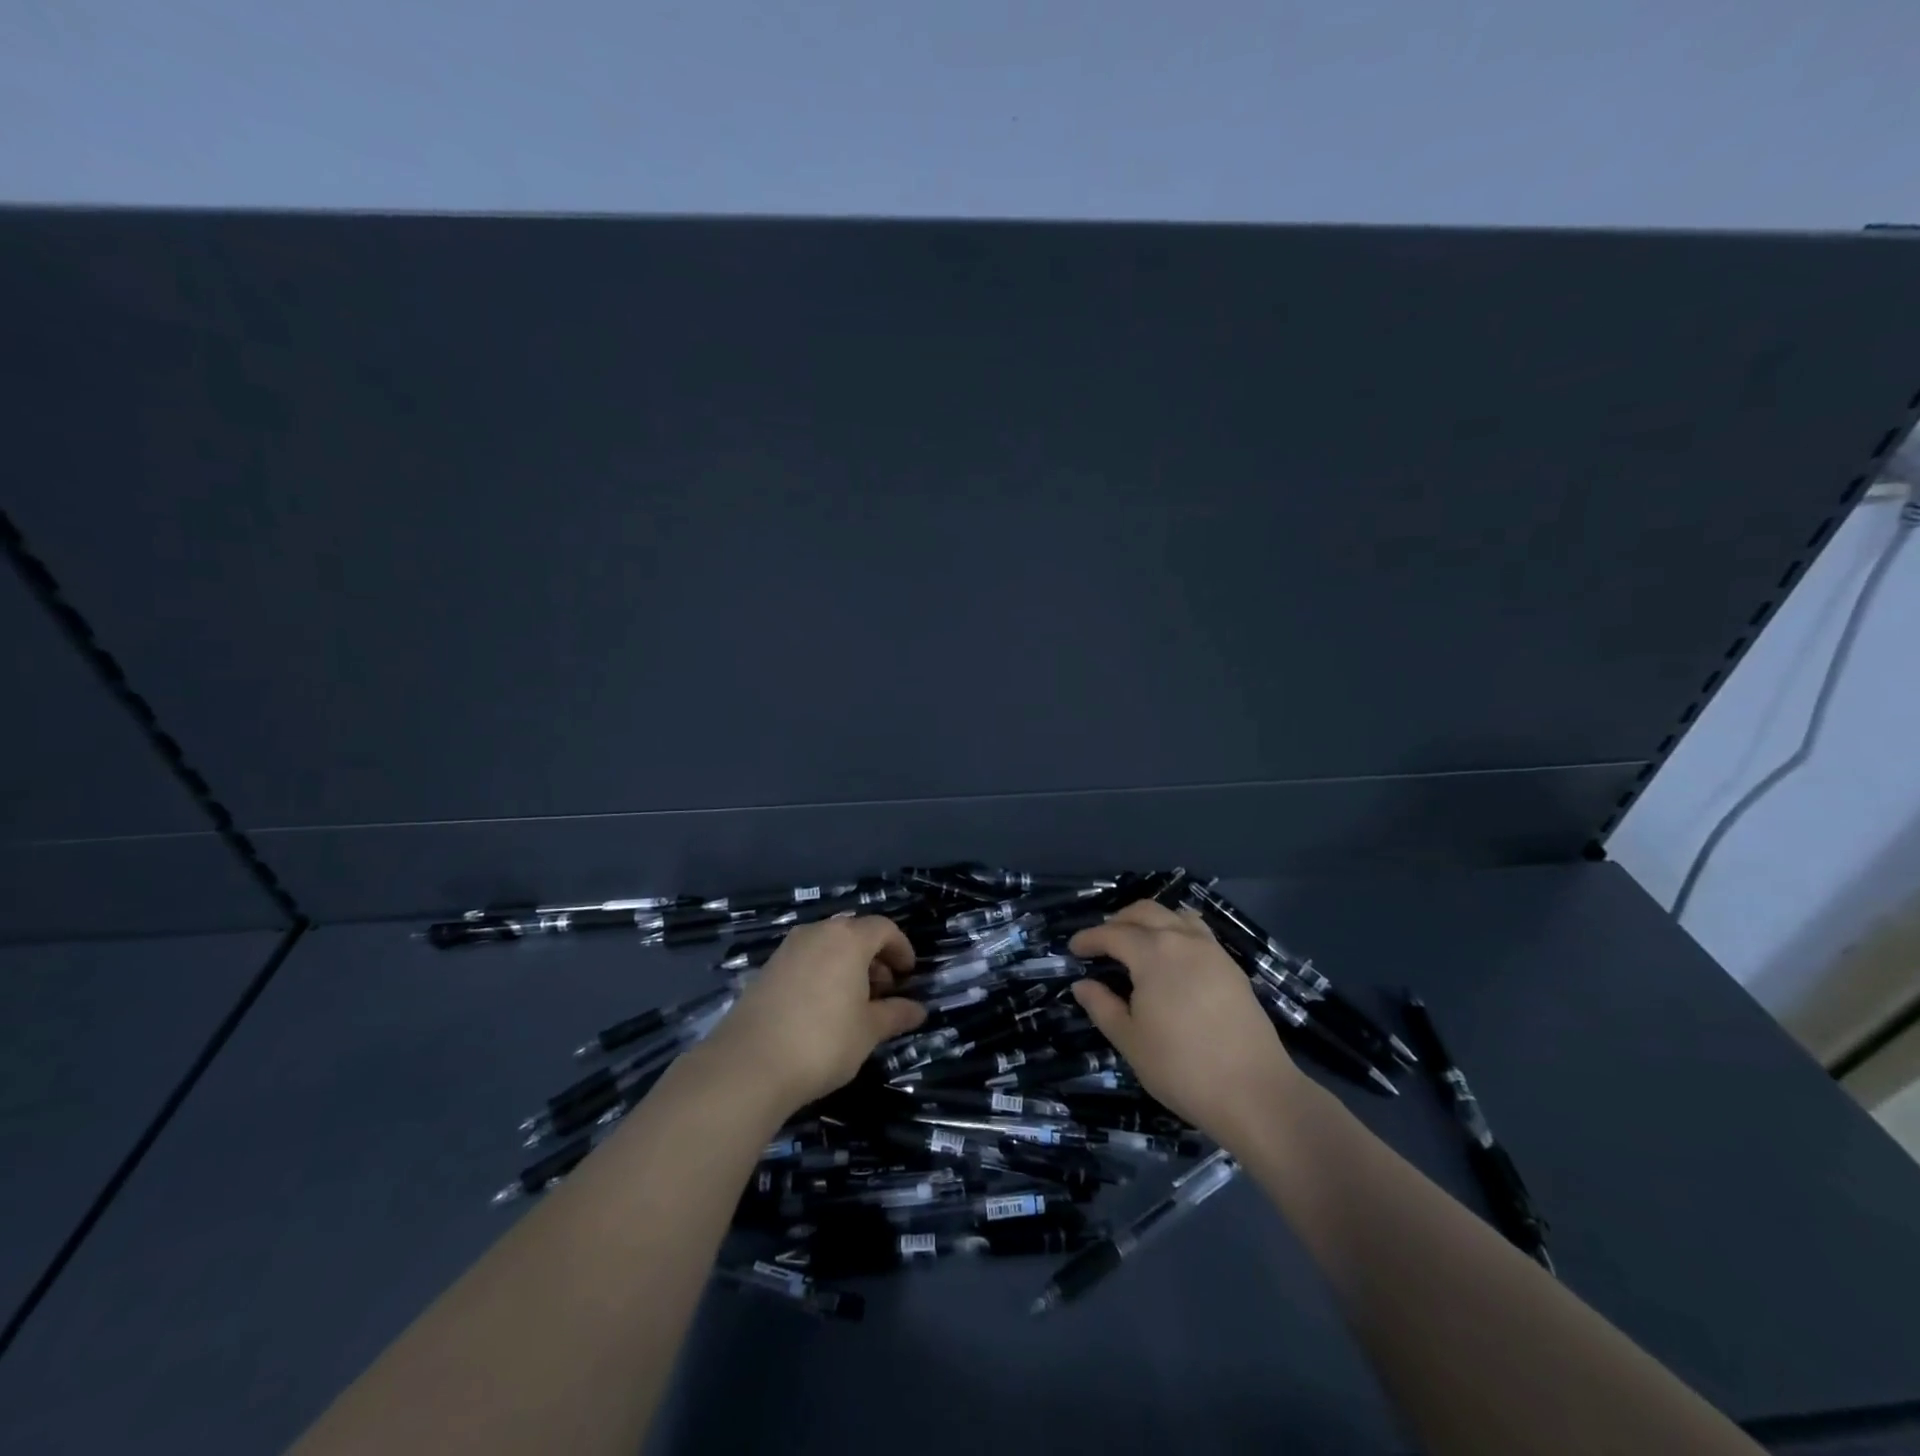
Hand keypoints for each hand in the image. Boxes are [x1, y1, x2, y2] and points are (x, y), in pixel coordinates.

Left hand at [698, 916, 926, 1114]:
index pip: (883, 928)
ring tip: (855, 1003)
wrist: (749, 1064)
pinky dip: (823, 973)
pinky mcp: (767, 969)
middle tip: (884, 991)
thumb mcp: (868, 1031)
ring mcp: (787, 949)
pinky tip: (823, 1009)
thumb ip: (895, 1015)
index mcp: (847, 939)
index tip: (908, 974)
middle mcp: (817, 933)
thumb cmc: (823, 1041)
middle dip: (874, 957)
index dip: (901, 948)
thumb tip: (919, 1009)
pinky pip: (806, 960)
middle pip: (854, 933)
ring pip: (828, 946)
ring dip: (847, 966)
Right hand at [1070, 900, 1307, 1151]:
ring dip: (1150, 920)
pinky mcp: (1232, 967)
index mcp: (1152, 953)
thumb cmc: (1182, 1068)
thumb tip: (1082, 984)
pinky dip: (1177, 930)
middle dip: (1118, 921)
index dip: (1090, 938)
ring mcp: (1212, 951)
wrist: (1254, 1092)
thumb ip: (1102, 1007)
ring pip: (1175, 915)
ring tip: (1137, 941)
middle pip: (1145, 912)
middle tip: (1102, 942)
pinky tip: (1173, 956)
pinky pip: (1198, 931)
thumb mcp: (1130, 1041)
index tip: (1073, 949)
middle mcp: (1182, 940)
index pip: (1113, 933)